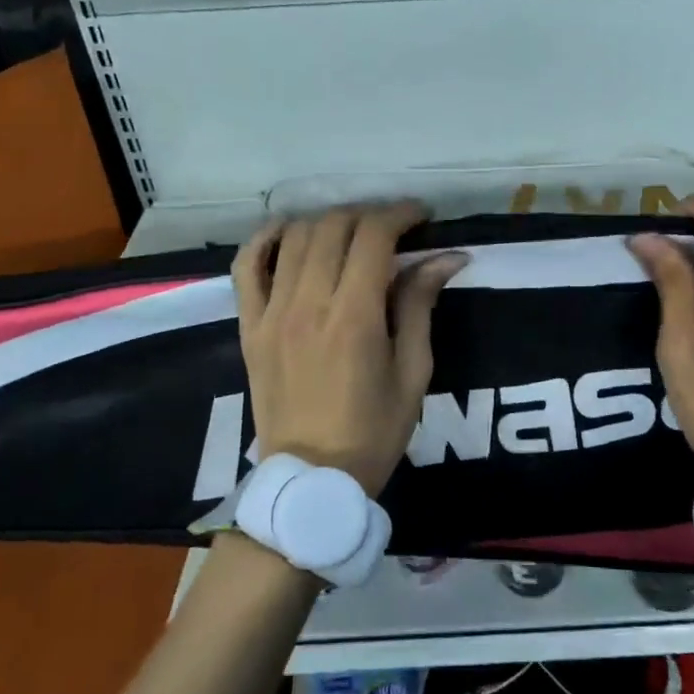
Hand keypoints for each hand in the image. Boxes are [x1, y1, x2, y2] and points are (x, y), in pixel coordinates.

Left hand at [231, 203, 466, 496]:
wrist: (312, 479)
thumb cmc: (374, 431)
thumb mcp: (413, 372)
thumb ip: (420, 306)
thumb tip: (446, 257)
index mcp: (354, 317)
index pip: (373, 236)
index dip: (400, 214)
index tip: (421, 216)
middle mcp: (308, 303)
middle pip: (334, 227)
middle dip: (369, 214)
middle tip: (392, 227)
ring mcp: (272, 313)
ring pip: (294, 237)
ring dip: (327, 221)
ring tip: (351, 231)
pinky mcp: (249, 326)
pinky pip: (247, 267)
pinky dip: (265, 239)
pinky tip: (288, 231)